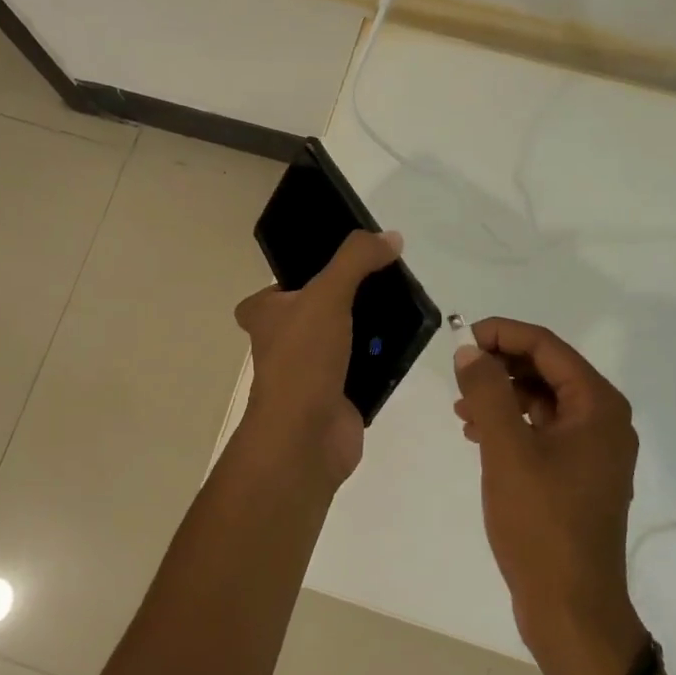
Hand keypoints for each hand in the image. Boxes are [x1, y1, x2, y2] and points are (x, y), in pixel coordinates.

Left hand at [234, 230, 401, 490]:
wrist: (306, 438)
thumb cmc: (303, 359)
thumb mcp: (327, 295)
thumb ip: (356, 260)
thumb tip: (390, 237)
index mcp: (265, 314)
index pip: (282, 283)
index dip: (309, 272)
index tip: (344, 262)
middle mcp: (284, 340)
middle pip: (322, 307)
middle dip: (352, 296)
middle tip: (386, 278)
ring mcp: (311, 369)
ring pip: (346, 336)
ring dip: (371, 326)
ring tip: (405, 304)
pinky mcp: (338, 393)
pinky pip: (365, 365)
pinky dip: (384, 356)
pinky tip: (409, 340)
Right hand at [453, 318, 647, 674]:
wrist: (571, 609)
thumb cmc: (542, 524)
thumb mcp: (507, 451)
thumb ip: (488, 392)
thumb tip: (470, 351)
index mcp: (598, 405)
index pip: (546, 346)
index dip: (502, 334)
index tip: (460, 338)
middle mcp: (604, 419)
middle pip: (547, 370)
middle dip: (500, 366)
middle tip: (458, 374)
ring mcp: (594, 450)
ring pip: (543, 401)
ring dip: (502, 396)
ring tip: (462, 409)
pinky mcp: (579, 475)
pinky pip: (544, 431)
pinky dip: (512, 425)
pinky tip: (479, 435)